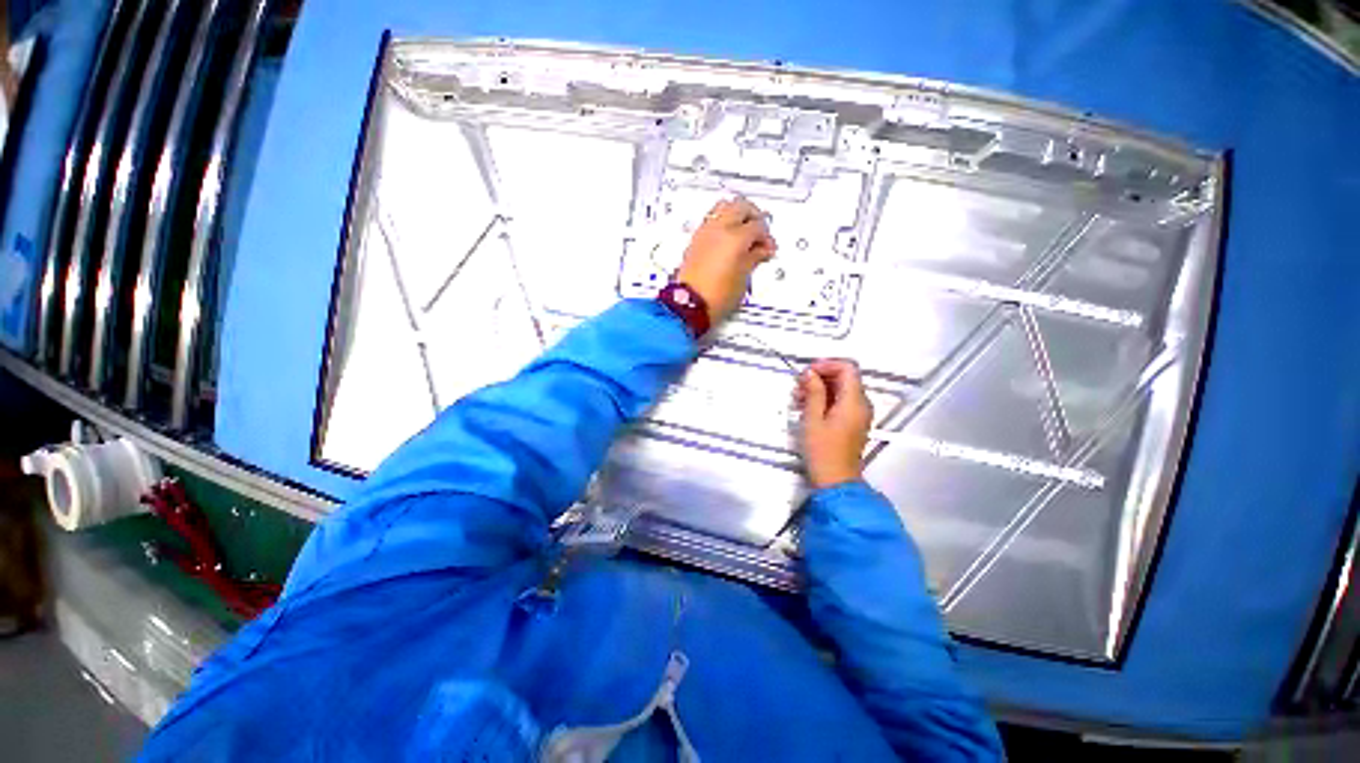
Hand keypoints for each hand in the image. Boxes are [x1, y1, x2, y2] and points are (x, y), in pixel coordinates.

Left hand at [675, 197, 775, 324]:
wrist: (690, 305)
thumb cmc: (714, 297)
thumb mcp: (743, 278)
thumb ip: (755, 258)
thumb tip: (761, 251)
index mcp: (735, 237)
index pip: (758, 225)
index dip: (767, 237)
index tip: (768, 248)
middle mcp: (718, 229)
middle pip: (740, 206)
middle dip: (753, 215)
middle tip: (759, 230)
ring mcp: (704, 233)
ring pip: (723, 207)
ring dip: (736, 214)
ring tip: (743, 230)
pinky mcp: (694, 240)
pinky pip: (711, 220)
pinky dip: (722, 222)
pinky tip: (728, 237)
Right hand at [795, 359, 872, 488]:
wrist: (835, 481)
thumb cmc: (822, 451)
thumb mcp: (812, 419)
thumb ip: (813, 392)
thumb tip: (810, 373)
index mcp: (854, 401)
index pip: (847, 368)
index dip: (826, 364)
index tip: (807, 372)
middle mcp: (862, 404)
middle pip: (845, 377)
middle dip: (821, 376)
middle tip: (799, 386)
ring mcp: (859, 414)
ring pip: (842, 389)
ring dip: (821, 388)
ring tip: (798, 398)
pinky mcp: (853, 422)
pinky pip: (841, 401)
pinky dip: (825, 399)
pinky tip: (807, 407)